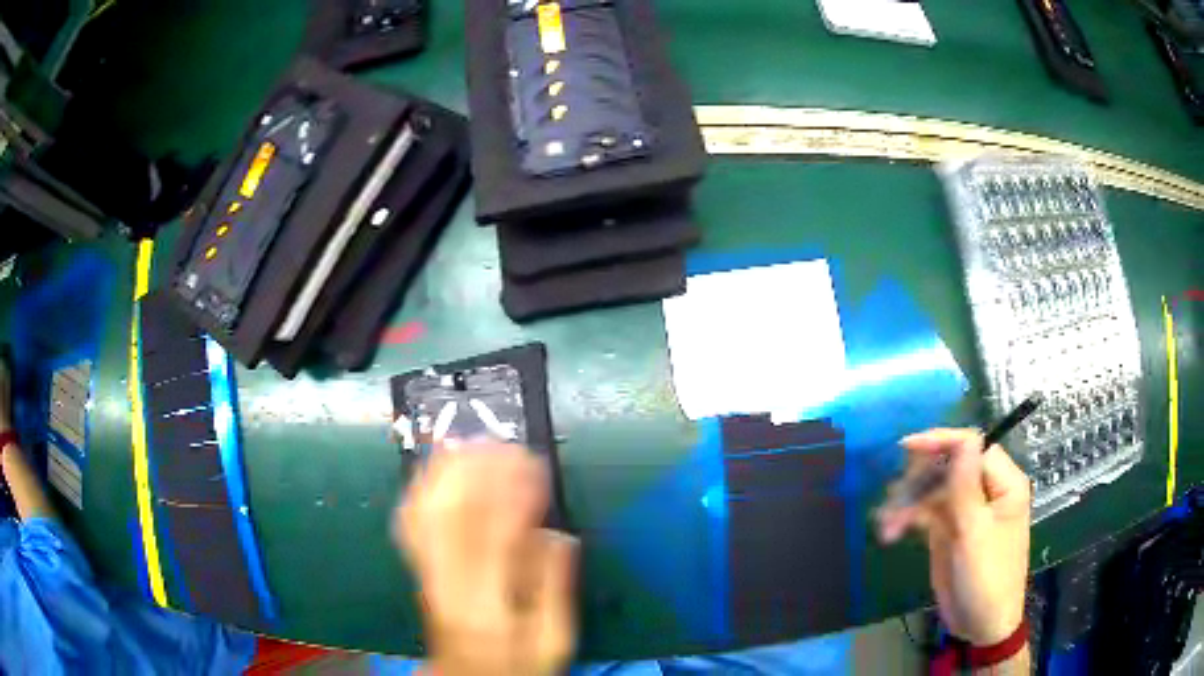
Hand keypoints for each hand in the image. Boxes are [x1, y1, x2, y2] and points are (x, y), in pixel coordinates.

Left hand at [395, 443, 576, 675]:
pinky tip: (439, 466)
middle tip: (506, 445)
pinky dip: (423, 485)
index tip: (534, 465)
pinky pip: (412, 518)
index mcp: (484, 601)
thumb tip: (559, 535)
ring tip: (474, 442)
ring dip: (448, 470)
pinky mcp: (420, 564)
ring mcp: (427, 570)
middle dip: (477, 471)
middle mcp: (447, 580)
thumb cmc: (516, 662)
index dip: (512, 493)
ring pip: (425, 510)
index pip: (492, 536)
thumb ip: (555, 589)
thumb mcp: (552, 639)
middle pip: (450, 515)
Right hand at [877, 428, 1030, 645]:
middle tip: (893, 496)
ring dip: (907, 502)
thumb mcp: (975, 534)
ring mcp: (966, 510)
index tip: (906, 448)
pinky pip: (926, 513)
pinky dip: (907, 519)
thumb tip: (963, 438)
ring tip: (885, 524)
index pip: (973, 446)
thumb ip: (966, 487)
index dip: (941, 442)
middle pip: (949, 465)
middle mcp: (985, 490)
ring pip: (932, 490)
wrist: (981, 626)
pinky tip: (890, 533)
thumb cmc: (987, 580)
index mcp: (1004, 483)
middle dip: (919, 478)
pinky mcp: (949, 529)